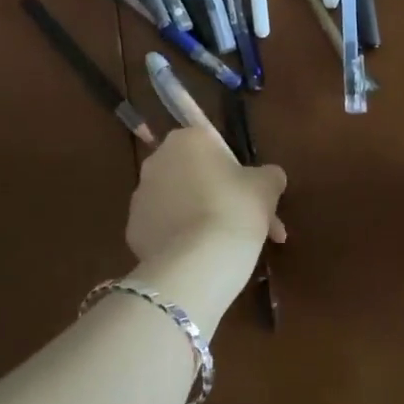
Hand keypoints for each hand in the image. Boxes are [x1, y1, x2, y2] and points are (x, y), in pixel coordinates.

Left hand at [124, 130, 285, 327]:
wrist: (198, 263)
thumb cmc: (236, 210)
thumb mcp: (267, 186)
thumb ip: (270, 175)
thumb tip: (271, 177)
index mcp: (188, 139)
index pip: (215, 148)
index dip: (238, 174)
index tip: (256, 199)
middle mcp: (157, 161)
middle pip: (196, 175)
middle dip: (221, 197)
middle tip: (249, 225)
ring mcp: (140, 196)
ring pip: (180, 203)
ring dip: (202, 218)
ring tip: (229, 250)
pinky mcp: (133, 230)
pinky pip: (164, 229)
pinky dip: (182, 240)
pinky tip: (202, 259)